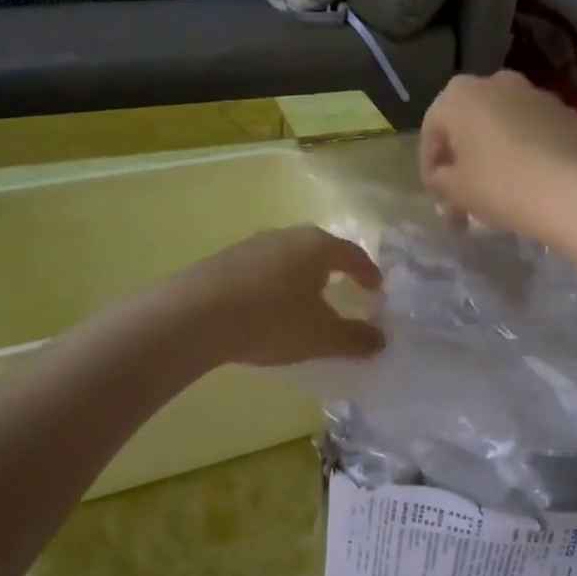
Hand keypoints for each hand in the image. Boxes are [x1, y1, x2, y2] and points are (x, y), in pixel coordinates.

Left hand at [168, 225, 384, 366]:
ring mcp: (253, 244)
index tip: (376, 289)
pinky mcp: (226, 259)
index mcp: (317, 246)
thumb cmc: (272, 320)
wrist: (195, 315)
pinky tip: (269, 307)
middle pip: (320, 249)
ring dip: (302, 276)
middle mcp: (288, 236)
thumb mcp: (321, 336)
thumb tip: (381, 339)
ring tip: (306, 300)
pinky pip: (263, 269)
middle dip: (335, 269)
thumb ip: (355, 338)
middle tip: (345, 289)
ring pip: (289, 257)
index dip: (367, 272)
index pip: (352, 254)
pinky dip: (275, 284)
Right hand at [419, 72, 576, 246]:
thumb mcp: (455, 190)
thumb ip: (440, 179)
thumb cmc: (500, 185)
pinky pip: (535, 130)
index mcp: (459, 94)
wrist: (574, 190)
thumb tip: (443, 177)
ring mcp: (536, 94)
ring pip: (504, 121)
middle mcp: (496, 82)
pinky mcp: (567, 112)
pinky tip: (531, 178)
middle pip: (469, 119)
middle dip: (463, 151)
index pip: (432, 130)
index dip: (429, 164)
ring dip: (496, 147)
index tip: (436, 193)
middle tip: (463, 186)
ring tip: (499, 184)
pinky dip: (527, 148)